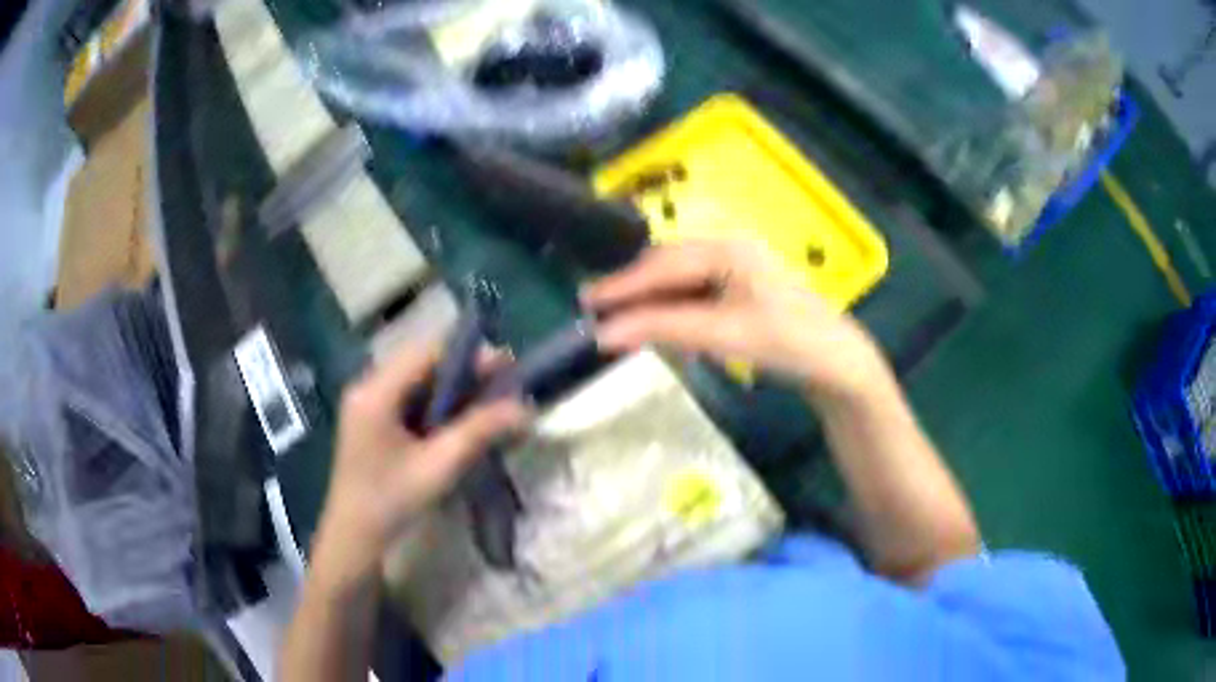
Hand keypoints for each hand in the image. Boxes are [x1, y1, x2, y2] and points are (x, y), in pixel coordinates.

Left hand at [311, 346, 526, 590]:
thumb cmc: (391, 502)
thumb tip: (525, 408)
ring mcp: (367, 404)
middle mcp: (368, 387)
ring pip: (419, 381)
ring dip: (454, 390)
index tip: (508, 367)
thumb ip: (480, 431)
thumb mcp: (440, 466)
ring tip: (490, 405)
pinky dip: (439, 406)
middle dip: (466, 373)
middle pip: (423, 363)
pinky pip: (410, 399)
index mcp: (376, 392)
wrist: (354, 539)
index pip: (427, 352)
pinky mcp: (372, 421)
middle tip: (505, 389)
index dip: (470, 354)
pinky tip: (461, 422)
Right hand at [583, 240, 888, 399]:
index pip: (662, 265)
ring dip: (654, 302)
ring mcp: (737, 268)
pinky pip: (697, 294)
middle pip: (668, 267)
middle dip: (635, 290)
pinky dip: (677, 310)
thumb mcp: (722, 335)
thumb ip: (663, 329)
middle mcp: (728, 249)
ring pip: (681, 281)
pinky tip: (667, 329)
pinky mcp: (742, 289)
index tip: (587, 300)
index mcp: (726, 250)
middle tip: (598, 311)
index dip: (623, 285)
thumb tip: (604, 334)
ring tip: (625, 323)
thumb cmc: (786, 341)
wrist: (836, 360)